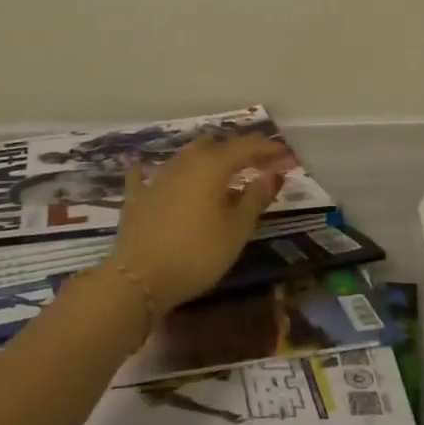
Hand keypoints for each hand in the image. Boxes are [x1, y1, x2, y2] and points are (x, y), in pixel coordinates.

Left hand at [104, 134, 288, 311]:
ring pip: (186, 155)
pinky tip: (145, 165)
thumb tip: (273, 173)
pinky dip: (152, 169)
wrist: (139, 278)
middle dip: (239, 150)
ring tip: (221, 166)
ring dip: (207, 155)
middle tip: (259, 160)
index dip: (267, 149)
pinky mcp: (137, 197)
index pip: (246, 147)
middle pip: (216, 146)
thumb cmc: (197, 254)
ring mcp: (158, 177)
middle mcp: (185, 163)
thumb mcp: (236, 230)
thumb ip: (255, 198)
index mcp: (212, 166)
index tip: (286, 155)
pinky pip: (146, 175)